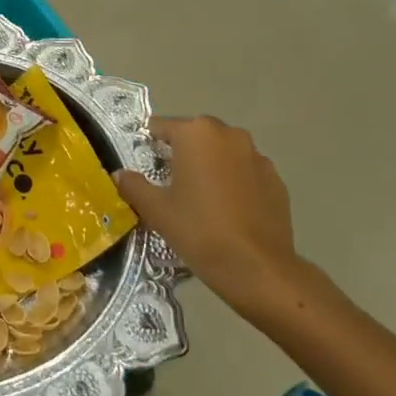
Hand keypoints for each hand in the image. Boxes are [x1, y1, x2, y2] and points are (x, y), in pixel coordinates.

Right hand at [113, 115, 311, 324]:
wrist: (257, 268)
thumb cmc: (199, 230)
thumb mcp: (156, 210)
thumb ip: (134, 186)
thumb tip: (120, 175)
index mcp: (196, 133)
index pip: (162, 127)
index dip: (150, 145)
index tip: (145, 166)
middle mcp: (229, 134)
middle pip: (195, 135)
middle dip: (182, 153)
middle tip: (170, 184)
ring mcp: (257, 156)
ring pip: (223, 153)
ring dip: (210, 166)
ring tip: (201, 198)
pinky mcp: (276, 179)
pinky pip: (246, 172)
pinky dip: (234, 182)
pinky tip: (229, 210)